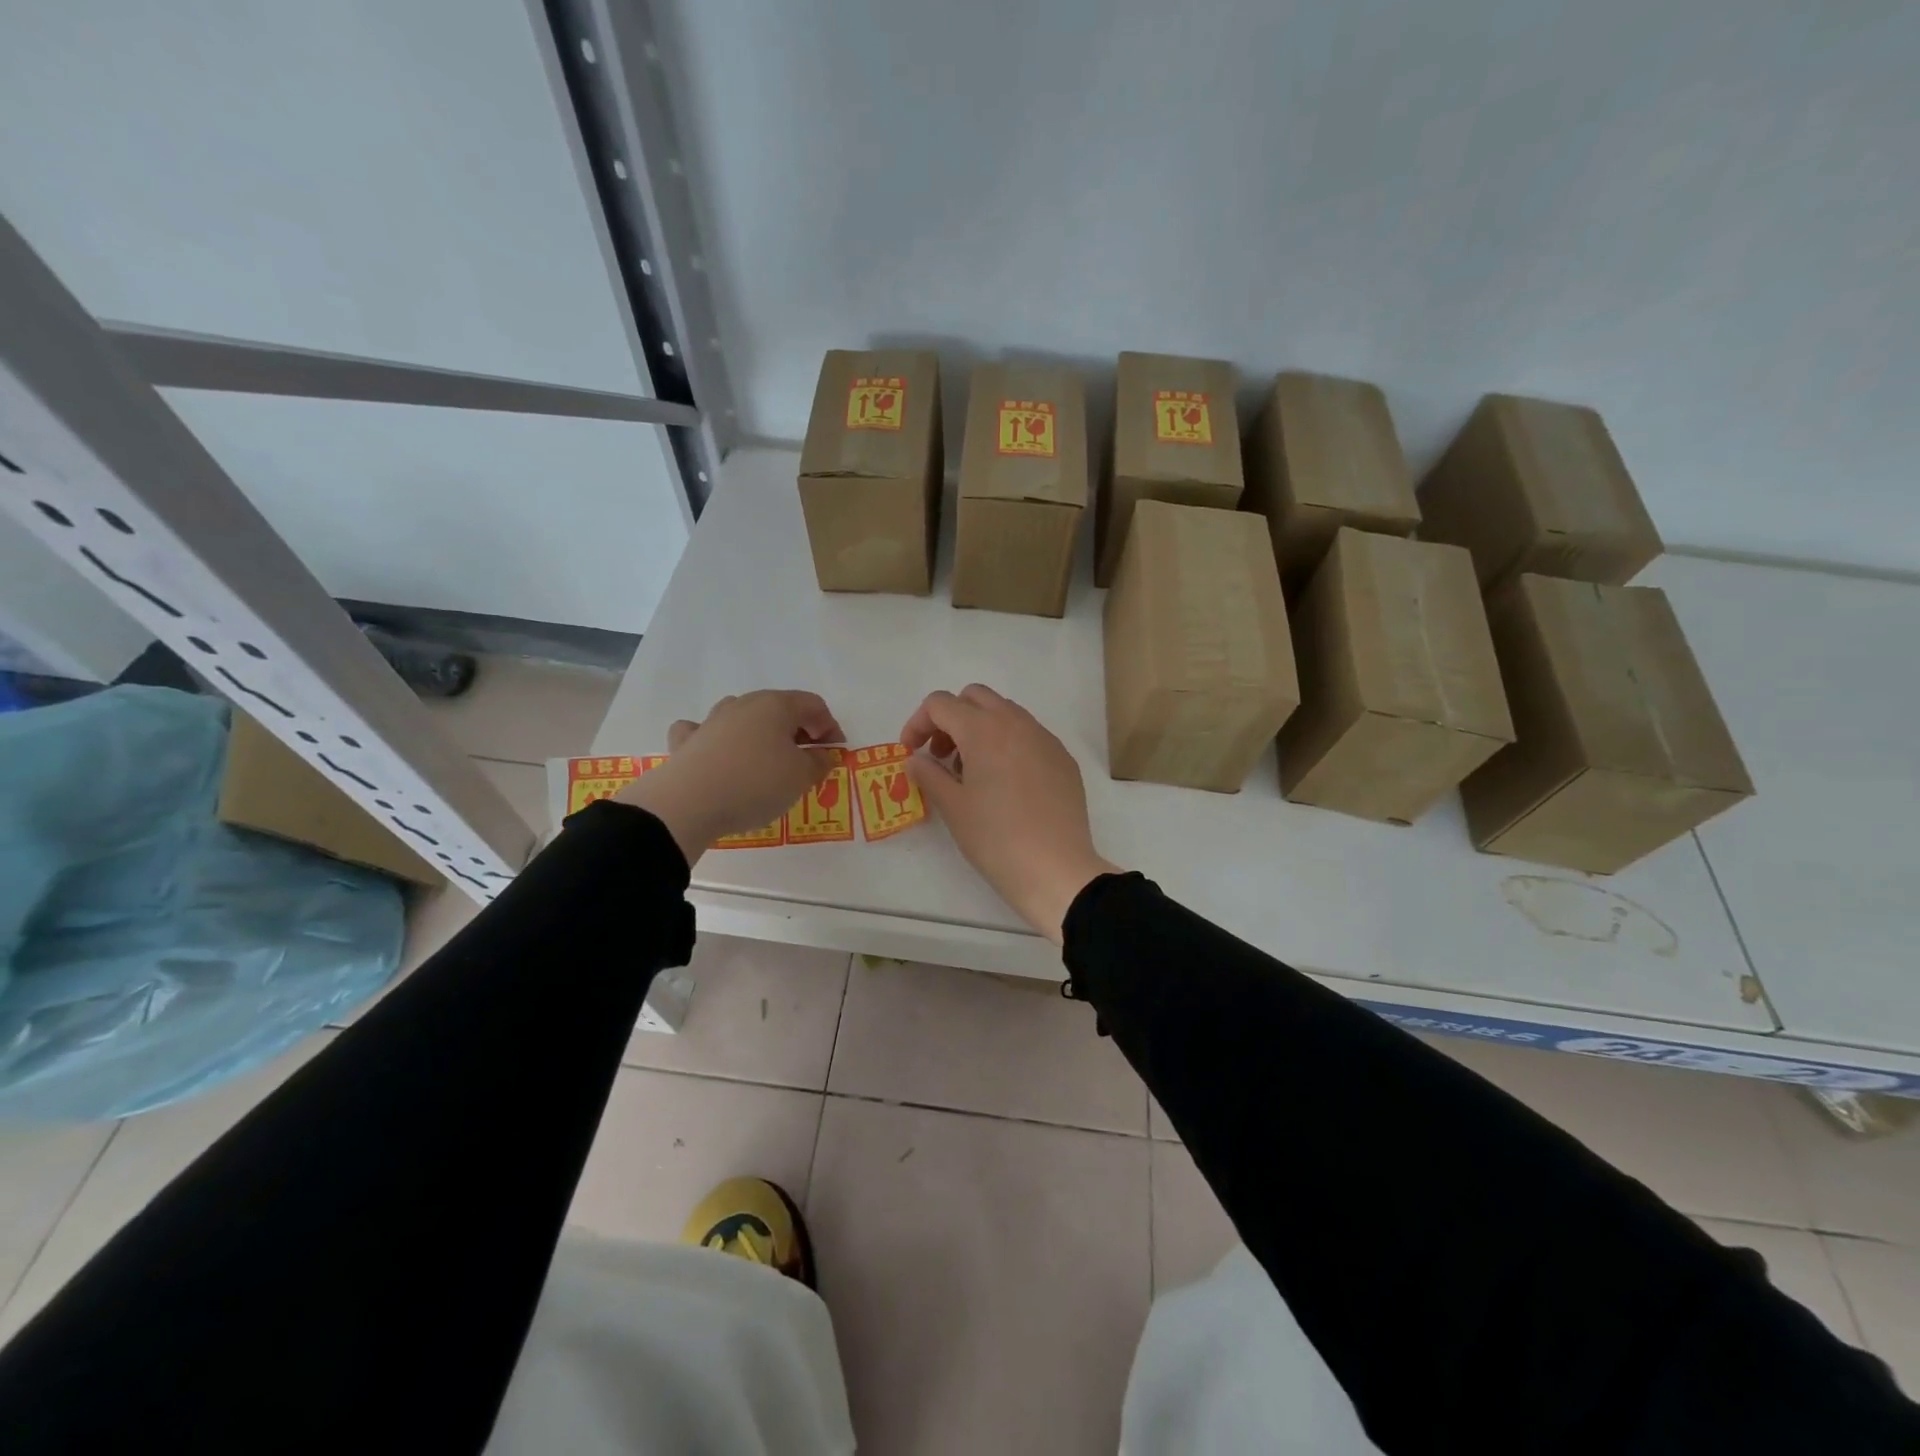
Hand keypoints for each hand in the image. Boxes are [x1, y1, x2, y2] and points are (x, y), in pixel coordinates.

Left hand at [615, 691, 841, 864]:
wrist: (690, 803)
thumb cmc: (757, 783)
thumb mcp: (802, 777)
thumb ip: (818, 762)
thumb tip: (821, 754)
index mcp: (777, 705)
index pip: (813, 705)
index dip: (830, 727)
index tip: (835, 753)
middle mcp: (744, 704)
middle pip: (779, 708)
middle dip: (798, 730)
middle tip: (808, 759)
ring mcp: (712, 720)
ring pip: (743, 715)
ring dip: (761, 732)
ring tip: (768, 760)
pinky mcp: (688, 742)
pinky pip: (705, 731)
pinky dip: (716, 739)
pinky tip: (719, 753)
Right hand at [901, 684, 1118, 943]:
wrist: (1055, 869)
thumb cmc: (995, 838)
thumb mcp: (953, 807)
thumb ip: (928, 774)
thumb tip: (916, 759)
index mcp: (984, 729)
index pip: (940, 704)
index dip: (917, 723)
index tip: (912, 753)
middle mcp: (1016, 723)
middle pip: (974, 697)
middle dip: (951, 718)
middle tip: (941, 755)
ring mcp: (1045, 738)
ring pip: (1005, 712)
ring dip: (980, 728)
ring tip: (972, 771)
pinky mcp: (1062, 758)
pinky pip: (1029, 734)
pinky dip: (1008, 743)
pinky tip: (1006, 783)